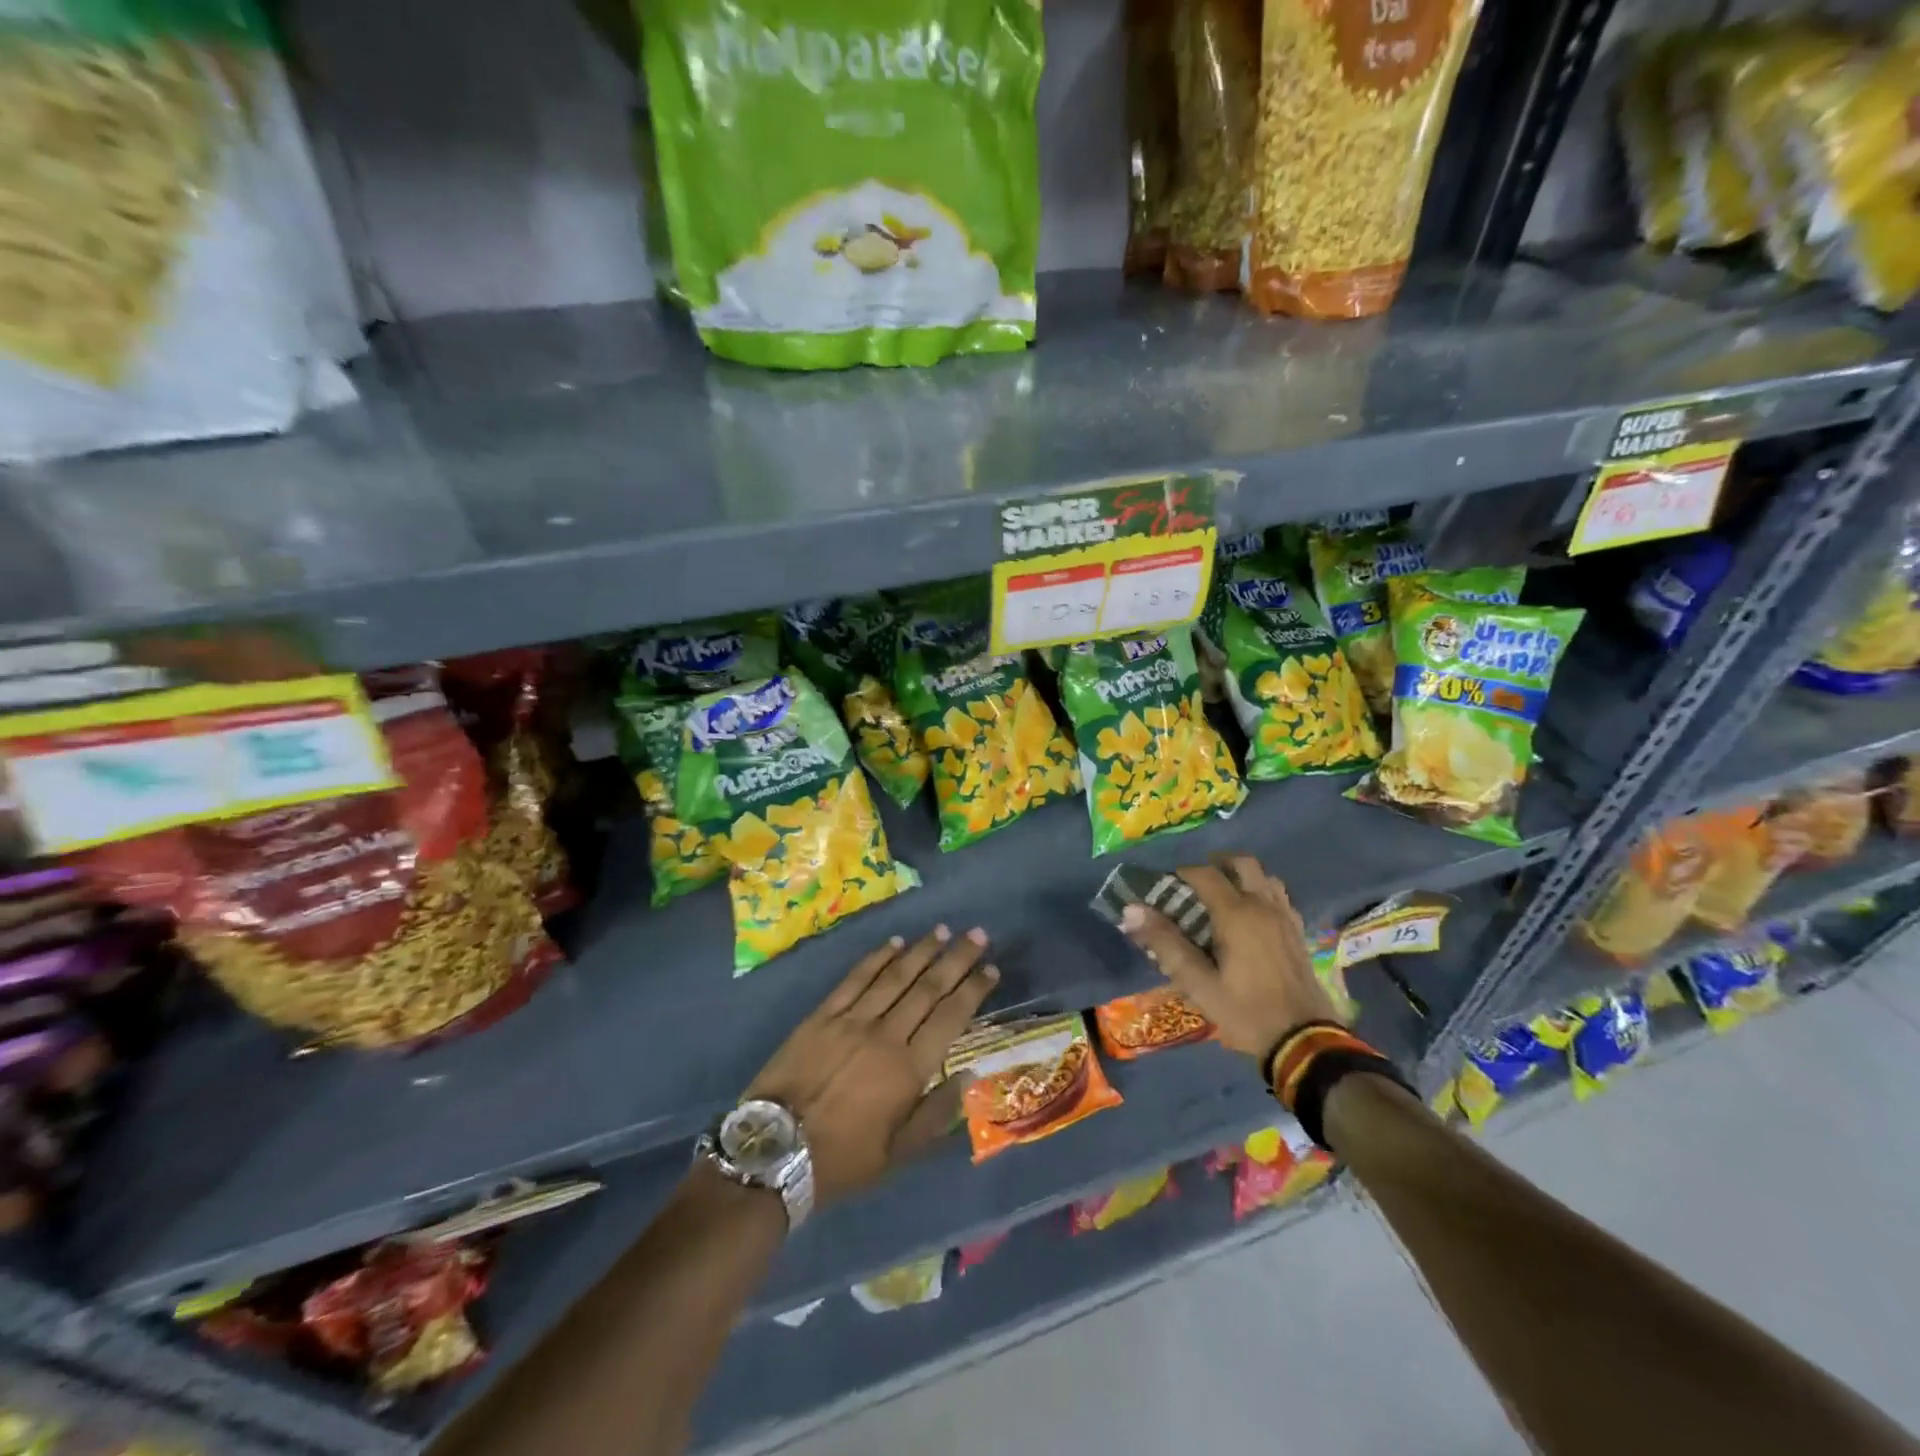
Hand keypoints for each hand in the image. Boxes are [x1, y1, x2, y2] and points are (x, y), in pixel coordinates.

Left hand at [745, 926, 997, 1207]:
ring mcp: (852, 1020)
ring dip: (921, 951)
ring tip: (942, 930)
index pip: (950, 1017)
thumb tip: (967, 1075)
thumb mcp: (896, 1156)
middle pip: (928, 988)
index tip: (991, 969)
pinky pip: (855, 979)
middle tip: (976, 934)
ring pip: (895, 976)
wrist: (772, 1152)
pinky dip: (877, 958)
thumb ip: (935, 1115)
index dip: (973, 990)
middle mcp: (885, 1035)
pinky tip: (895, 943)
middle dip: (956, 959)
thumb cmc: (841, 1159)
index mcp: (908, 1070)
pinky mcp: (823, 1015)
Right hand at [1120, 855, 1339, 1058]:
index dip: (1182, 873)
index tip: (1166, 887)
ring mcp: (1285, 917)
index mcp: (1236, 914)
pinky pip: (1279, 896)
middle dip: (1216, 864)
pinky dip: (1262, 893)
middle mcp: (1263, 905)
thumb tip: (1132, 910)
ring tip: (1223, 897)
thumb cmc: (1245, 1012)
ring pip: (1265, 876)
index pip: (1205, 874)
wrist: (1304, 1042)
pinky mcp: (1298, 932)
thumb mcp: (1198, 984)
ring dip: (1242, 877)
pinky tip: (1251, 917)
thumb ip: (1165, 943)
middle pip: (1242, 863)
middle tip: (1196, 884)